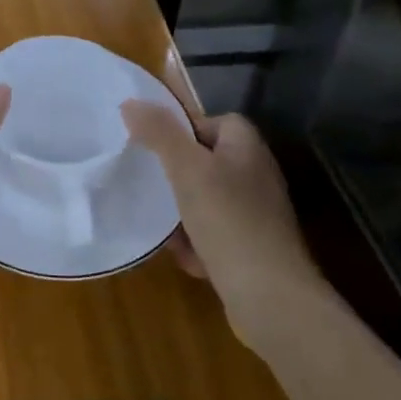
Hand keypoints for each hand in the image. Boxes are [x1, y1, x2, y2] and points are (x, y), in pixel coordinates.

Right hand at [121, 102, 327, 341]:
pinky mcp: (253, 250)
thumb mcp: (186, 169)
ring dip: (183, 213)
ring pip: (209, 201)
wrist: (270, 296)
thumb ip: (159, 133)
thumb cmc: (228, 220)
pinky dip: (198, 244)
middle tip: (152, 182)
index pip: (219, 121)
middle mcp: (257, 177)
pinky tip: (184, 256)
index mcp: (248, 150)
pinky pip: (216, 236)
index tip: (159, 145)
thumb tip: (131, 103)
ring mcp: (258, 216)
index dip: (188, 128)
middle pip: (210, 162)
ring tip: (160, 222)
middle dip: (179, 174)